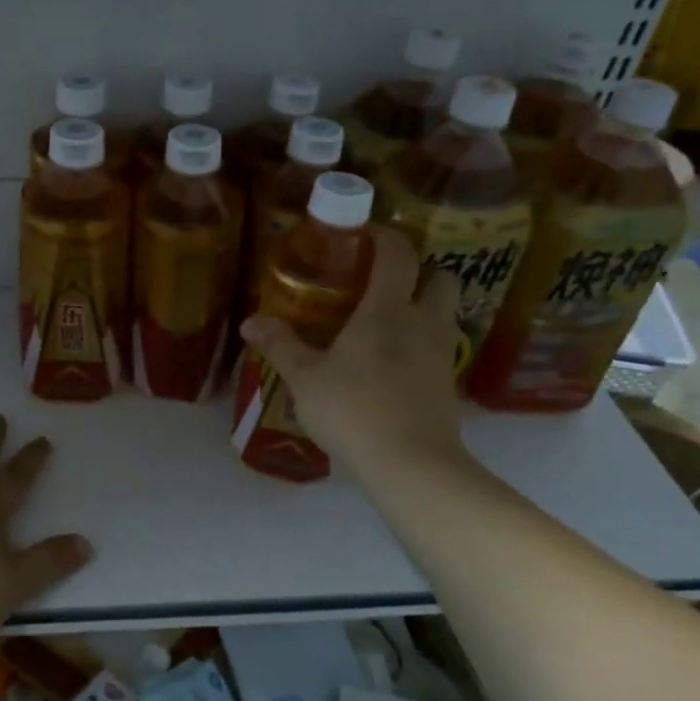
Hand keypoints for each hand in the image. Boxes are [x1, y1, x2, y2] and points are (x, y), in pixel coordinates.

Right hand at [240, 226, 470, 475]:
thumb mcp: (305, 378)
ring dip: (423, 306)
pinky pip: (439, 346)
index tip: (362, 234)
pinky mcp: (448, 384)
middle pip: (440, 277)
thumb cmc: (353, 410)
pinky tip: (394, 362)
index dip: (384, 235)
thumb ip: (280, 345)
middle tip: (382, 281)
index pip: (399, 253)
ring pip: (444, 312)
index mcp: (388, 310)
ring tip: (387, 321)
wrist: (411, 466)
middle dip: (417, 270)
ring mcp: (441, 354)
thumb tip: (251, 322)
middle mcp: (423, 322)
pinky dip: (422, 342)